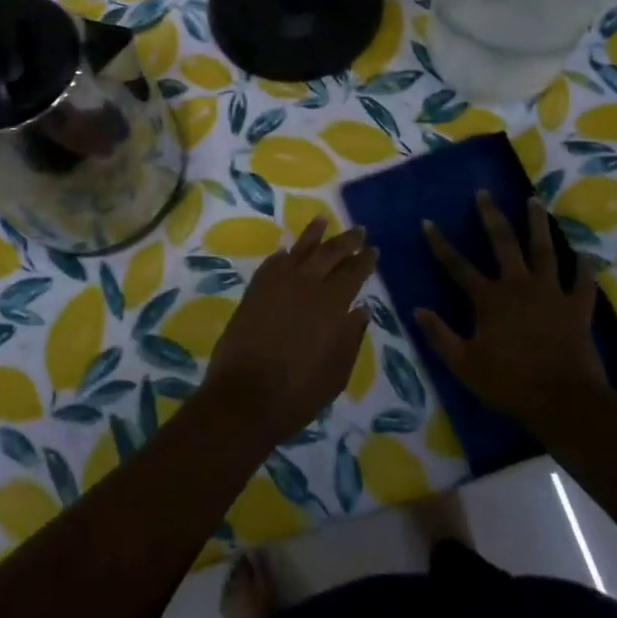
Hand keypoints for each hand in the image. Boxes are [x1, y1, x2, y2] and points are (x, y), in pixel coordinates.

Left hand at [203, 218, 375, 446]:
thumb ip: (351, 338)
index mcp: (331, 304)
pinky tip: (287, 251)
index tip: (373, 249)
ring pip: (298, 250)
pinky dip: (282, 255)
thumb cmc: (297, 393)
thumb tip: (361, 310)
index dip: (364, 260)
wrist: (243, 398)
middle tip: (358, 230)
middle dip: (346, 241)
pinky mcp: (253, 292)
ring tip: (322, 219)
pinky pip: (271, 264)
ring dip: (312, 235)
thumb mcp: (336, 373)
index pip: (353, 273)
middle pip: (329, 254)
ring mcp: (276, 285)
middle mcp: (305, 285)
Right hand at [417, 192, 607, 433]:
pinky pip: (583, 283)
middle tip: (485, 192)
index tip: (428, 221)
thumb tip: (417, 309)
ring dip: (538, 224)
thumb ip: (440, 335)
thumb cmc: (510, 383)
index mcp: (489, 299)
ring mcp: (551, 293)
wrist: (564, 401)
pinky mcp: (577, 308)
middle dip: (491, 216)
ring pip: (544, 250)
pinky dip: (585, 268)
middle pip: (503, 243)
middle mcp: (518, 285)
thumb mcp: (464, 364)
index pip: (457, 265)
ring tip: (534, 201)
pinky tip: (586, 254)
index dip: (440, 244)